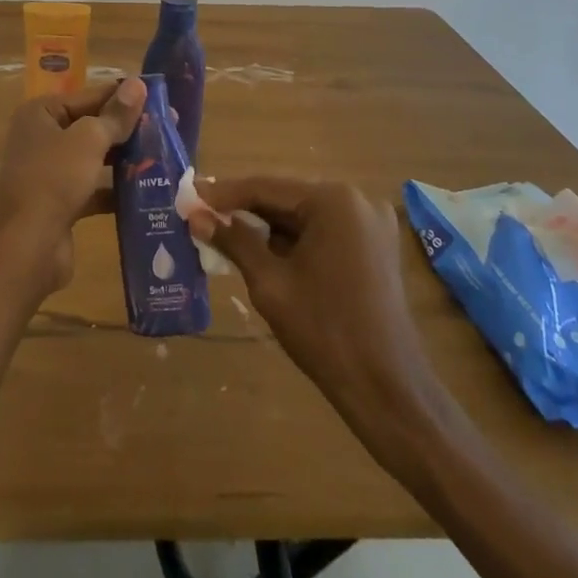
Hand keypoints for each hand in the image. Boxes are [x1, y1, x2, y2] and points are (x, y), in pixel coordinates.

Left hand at [0, 77, 145, 296]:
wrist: (25, 248)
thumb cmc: (53, 180)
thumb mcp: (88, 140)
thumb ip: (115, 115)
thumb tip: (139, 84)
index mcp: (41, 114)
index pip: (90, 96)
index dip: (125, 97)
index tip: (162, 99)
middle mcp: (42, 138)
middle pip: (93, 126)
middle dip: (129, 130)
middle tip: (170, 129)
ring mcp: (51, 172)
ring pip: (95, 158)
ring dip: (125, 159)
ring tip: (165, 158)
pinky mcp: (61, 203)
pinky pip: (94, 188)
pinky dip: (117, 190)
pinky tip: (148, 192)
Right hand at [188, 177, 436, 418]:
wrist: (388, 390)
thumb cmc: (325, 331)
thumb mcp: (270, 284)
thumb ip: (234, 241)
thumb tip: (196, 216)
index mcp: (334, 201)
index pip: (266, 187)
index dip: (224, 194)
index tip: (190, 196)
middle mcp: (357, 201)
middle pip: (286, 198)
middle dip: (244, 209)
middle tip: (203, 214)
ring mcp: (370, 224)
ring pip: (303, 216)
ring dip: (267, 226)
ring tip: (224, 232)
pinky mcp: (375, 248)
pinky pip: (323, 232)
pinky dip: (293, 240)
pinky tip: (262, 251)